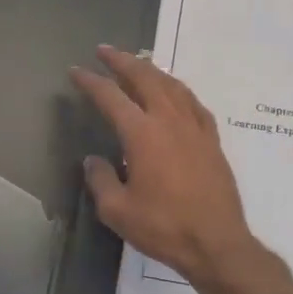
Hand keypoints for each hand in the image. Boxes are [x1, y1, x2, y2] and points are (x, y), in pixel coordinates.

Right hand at [70, 45, 260, 288]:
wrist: (216, 242)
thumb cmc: (163, 227)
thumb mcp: (117, 211)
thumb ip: (101, 180)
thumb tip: (93, 160)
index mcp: (142, 134)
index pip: (111, 97)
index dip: (91, 82)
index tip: (76, 71)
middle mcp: (169, 120)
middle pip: (145, 78)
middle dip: (122, 61)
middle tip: (105, 51)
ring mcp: (195, 127)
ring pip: (172, 85)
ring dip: (151, 70)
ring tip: (137, 64)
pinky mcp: (212, 140)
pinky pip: (193, 102)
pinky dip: (178, 90)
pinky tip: (174, 93)